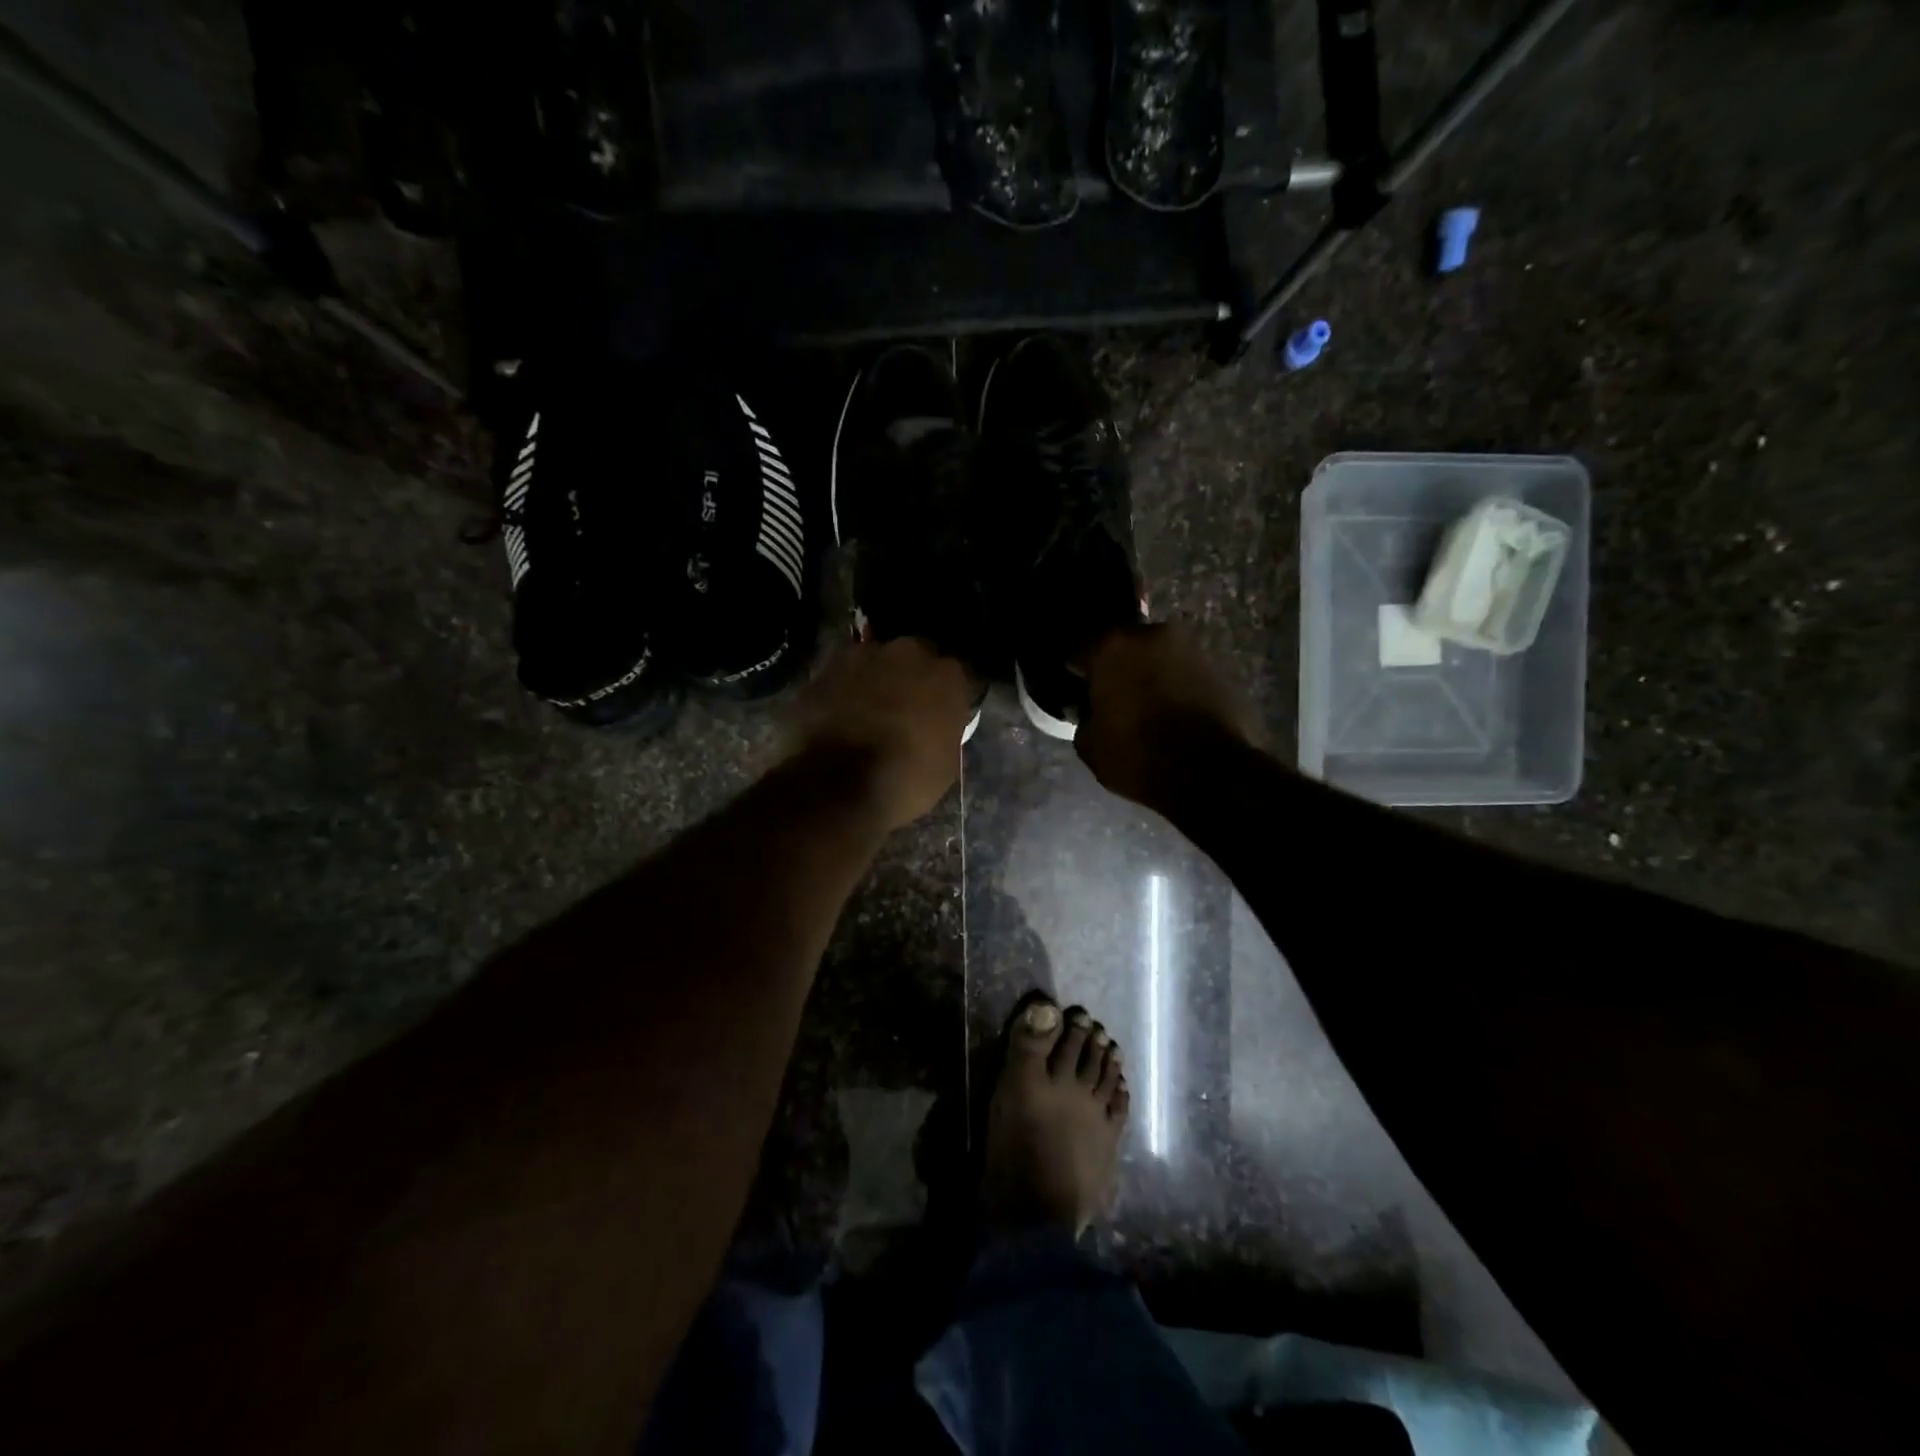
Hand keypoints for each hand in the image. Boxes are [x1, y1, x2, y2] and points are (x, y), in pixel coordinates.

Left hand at [789, 638, 975, 829]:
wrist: (837, 787)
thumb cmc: (905, 779)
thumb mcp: (946, 764)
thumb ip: (946, 730)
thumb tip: (938, 727)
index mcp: (946, 675)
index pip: (956, 675)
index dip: (947, 695)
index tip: (942, 714)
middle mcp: (906, 653)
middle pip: (914, 657)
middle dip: (911, 677)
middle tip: (904, 708)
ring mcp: (860, 657)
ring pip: (874, 662)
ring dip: (875, 681)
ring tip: (867, 712)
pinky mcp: (824, 670)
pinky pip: (841, 678)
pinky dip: (842, 693)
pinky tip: (839, 717)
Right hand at [1076, 623, 1258, 808]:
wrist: (1214, 774)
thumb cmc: (1139, 755)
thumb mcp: (1089, 744)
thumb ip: (1085, 715)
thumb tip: (1092, 708)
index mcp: (1113, 646)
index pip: (1079, 649)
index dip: (1074, 671)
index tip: (1075, 689)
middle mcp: (1153, 635)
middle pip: (1123, 646)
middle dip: (1115, 667)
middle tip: (1110, 696)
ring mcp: (1191, 649)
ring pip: (1155, 657)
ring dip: (1147, 675)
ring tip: (1143, 707)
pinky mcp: (1219, 669)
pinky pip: (1182, 673)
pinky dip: (1173, 687)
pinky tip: (1169, 713)